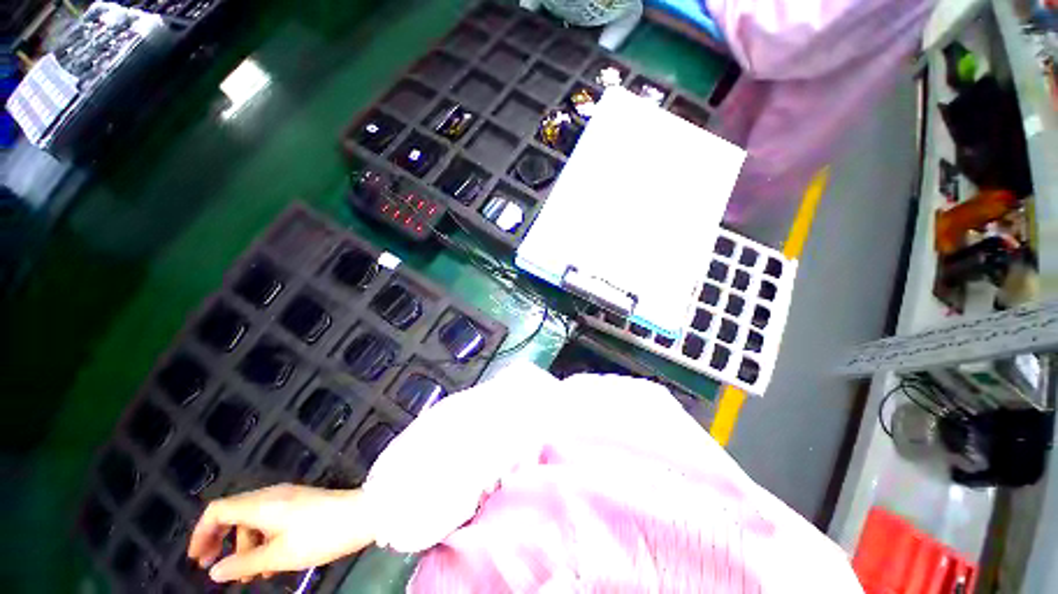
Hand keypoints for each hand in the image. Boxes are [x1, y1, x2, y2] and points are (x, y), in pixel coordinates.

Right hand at [187, 484, 376, 582]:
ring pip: (253, 520)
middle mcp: (272, 495)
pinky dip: (263, 540)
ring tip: (251, 575)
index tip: (198, 560)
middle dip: (221, 542)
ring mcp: (288, 497)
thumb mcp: (278, 556)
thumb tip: (214, 571)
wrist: (363, 514)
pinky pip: (271, 520)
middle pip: (233, 514)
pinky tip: (270, 562)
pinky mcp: (300, 503)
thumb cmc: (320, 536)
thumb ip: (243, 564)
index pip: (218, 509)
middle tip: (217, 570)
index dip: (201, 533)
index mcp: (262, 503)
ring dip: (245, 546)